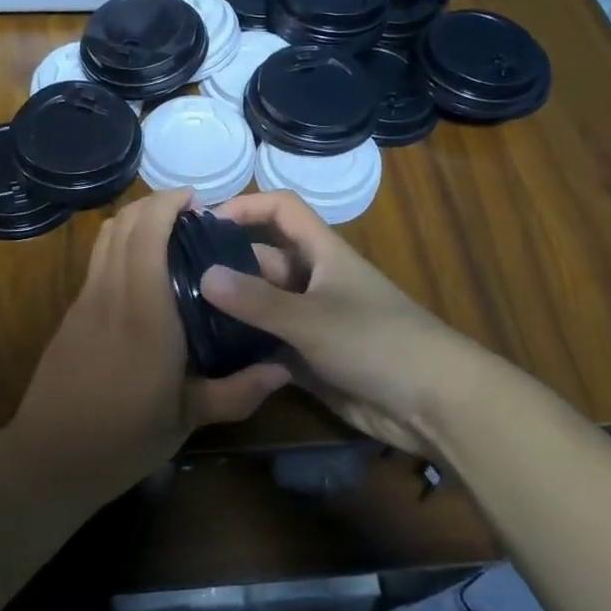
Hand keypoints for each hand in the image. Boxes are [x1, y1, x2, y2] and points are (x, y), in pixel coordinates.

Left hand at [6, 189, 289, 500]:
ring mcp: (85, 301)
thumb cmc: (122, 439)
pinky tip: (143, 272)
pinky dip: (120, 245)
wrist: (48, 457)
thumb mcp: (186, 421)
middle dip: (154, 205)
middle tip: (191, 215)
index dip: (167, 204)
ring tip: (169, 233)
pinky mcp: (72, 313)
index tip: (198, 201)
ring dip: (134, 221)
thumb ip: (237, 392)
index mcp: (144, 313)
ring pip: (105, 239)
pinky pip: (97, 261)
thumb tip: (283, 369)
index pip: (146, 234)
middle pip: (122, 224)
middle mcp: (111, 294)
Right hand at [200, 191, 507, 457]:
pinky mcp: (310, 358)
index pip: (282, 210)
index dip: (246, 206)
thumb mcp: (311, 318)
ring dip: (231, 309)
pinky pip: (268, 343)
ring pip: (263, 304)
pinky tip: (209, 354)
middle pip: (264, 259)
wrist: (434, 404)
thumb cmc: (377, 342)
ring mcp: (312, 321)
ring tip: (182, 316)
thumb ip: (256, 300)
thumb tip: (203, 275)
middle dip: (226, 264)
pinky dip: (244, 346)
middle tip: (176, 279)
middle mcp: (314, 281)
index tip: (204, 223)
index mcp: (322, 253)